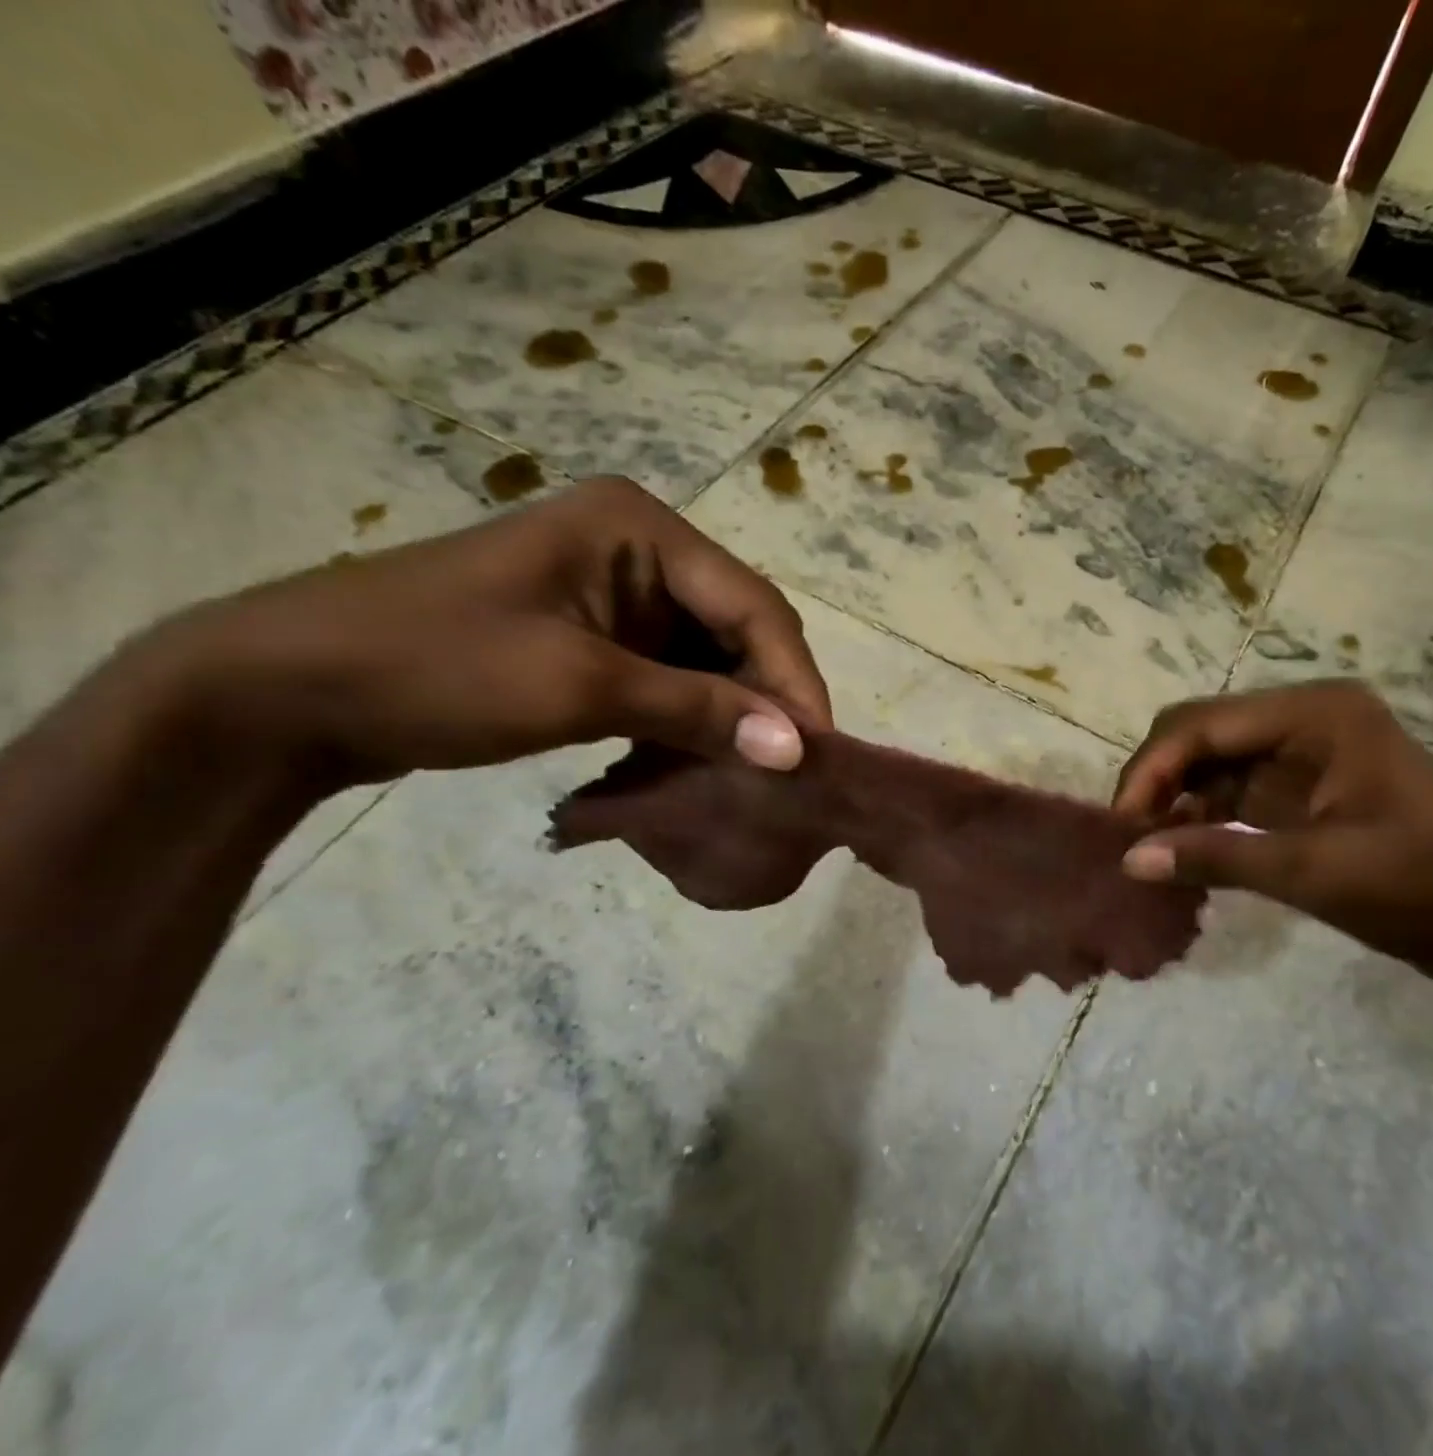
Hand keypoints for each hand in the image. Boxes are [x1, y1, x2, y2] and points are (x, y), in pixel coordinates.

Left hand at [139, 476, 831, 785]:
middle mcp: (642, 548)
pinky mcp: (599, 633)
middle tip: (790, 771)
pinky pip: (672, 675)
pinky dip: (689, 719)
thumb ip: (697, 711)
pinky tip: (697, 760)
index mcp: (643, 528)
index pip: (752, 606)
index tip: (817, 751)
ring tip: (750, 774)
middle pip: (738, 628)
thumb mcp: (579, 688)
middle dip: (764, 699)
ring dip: (729, 715)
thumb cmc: (436, 667)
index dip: (792, 679)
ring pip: (709, 657)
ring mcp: (619, 590)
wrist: (289, 690)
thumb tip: (795, 750)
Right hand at [1112, 680, 1432, 994]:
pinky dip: (1203, 819)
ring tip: (1148, 849)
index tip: (1121, 826)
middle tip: (1130, 838)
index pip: (1200, 724)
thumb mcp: (1313, 870)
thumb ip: (1215, 856)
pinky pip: (1233, 791)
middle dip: (1158, 781)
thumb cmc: (1422, 885)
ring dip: (1176, 801)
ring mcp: (1305, 752)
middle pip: (1201, 735)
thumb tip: (1128, 861)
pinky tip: (1184, 852)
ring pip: (1211, 763)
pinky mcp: (1305, 788)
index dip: (1151, 769)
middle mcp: (1303, 718)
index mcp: (1313, 714)